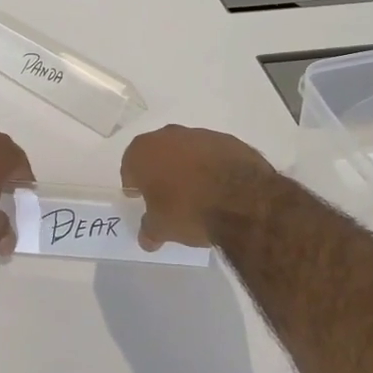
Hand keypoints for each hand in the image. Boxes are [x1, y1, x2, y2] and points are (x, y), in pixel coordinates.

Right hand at [122, 125, 273, 250]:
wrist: (242, 199)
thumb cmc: (188, 210)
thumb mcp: (162, 228)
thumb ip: (149, 229)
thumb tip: (147, 238)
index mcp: (143, 152)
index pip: (130, 165)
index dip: (133, 183)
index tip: (138, 196)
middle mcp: (168, 136)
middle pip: (157, 153)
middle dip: (159, 171)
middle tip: (165, 194)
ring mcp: (200, 135)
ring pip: (186, 150)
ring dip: (187, 167)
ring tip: (196, 192)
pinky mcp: (228, 140)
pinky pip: (212, 154)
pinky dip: (212, 166)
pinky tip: (219, 187)